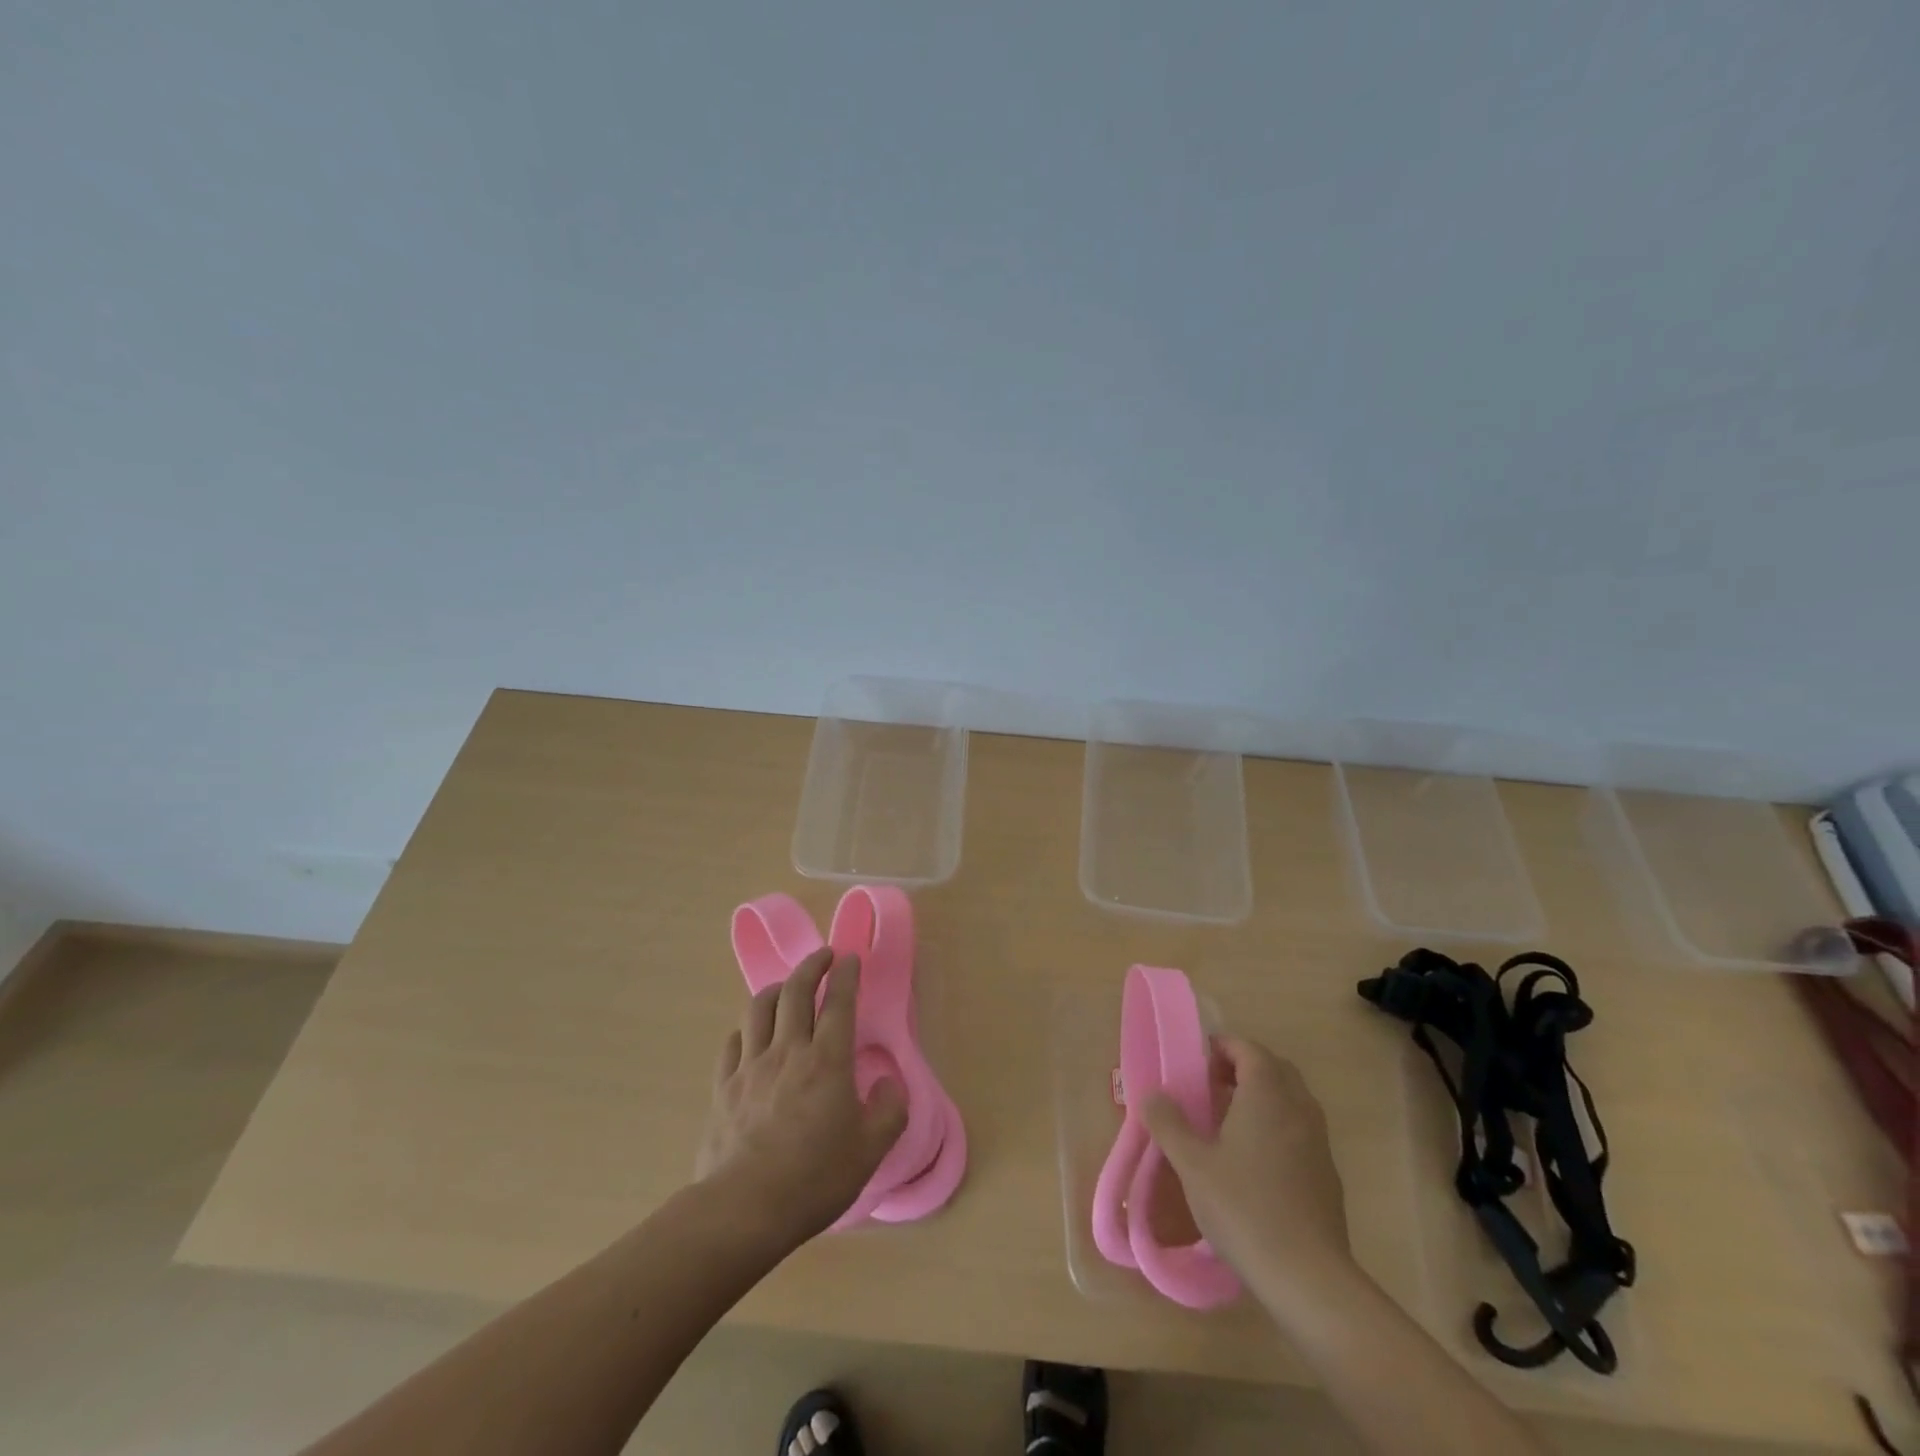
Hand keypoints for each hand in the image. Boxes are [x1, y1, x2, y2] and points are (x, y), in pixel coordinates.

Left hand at [696, 949, 907, 1250]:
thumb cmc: (814, 1179)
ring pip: (759, 1008)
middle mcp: (788, 1051)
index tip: (851, 957)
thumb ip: (890, 1110)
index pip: (839, 1002)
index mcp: (828, 1060)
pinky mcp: (723, 1087)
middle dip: (811, 966)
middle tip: (823, 956)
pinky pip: (733, 1041)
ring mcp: (751, 1066)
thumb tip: (889, 1082)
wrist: (744, 1210)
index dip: (847, 975)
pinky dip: (746, 1027)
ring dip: (776, 988)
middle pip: (796, 991)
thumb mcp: (871, 1150)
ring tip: (786, 986)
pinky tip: (751, 1033)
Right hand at [1141, 1037, 1351, 1294]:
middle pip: (1273, 1068)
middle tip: (1209, 1087)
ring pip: (1290, 1098)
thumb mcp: (1193, 1165)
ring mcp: (1318, 1141)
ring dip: (1261, 1096)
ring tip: (1227, 1121)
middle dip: (1241, 1068)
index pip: (1248, 1049)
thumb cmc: (1245, 1210)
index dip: (1221, 1048)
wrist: (1309, 1278)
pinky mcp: (1327, 1173)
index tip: (1194, 1064)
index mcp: (1267, 1095)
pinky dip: (1276, 1125)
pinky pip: (1300, 1128)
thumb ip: (1168, 1124)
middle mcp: (1298, 1107)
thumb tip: (1152, 1095)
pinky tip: (1253, 1160)